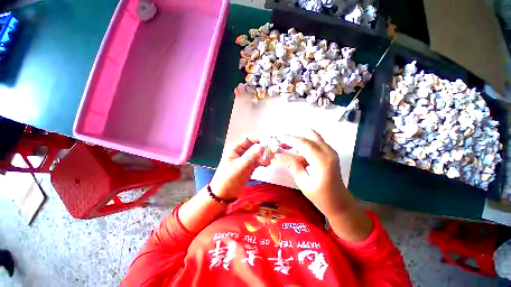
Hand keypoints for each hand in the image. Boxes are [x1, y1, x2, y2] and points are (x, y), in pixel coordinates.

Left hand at [209, 135, 269, 199]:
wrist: (224, 195)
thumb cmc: (228, 179)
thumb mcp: (239, 167)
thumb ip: (250, 157)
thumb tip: (261, 146)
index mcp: (235, 148)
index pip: (249, 138)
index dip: (260, 137)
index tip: (271, 139)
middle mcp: (241, 151)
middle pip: (255, 144)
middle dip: (265, 146)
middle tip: (276, 148)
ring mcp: (246, 158)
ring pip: (258, 152)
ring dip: (266, 154)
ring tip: (270, 160)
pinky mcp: (250, 165)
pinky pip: (259, 160)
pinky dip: (264, 161)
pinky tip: (266, 164)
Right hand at [275, 130, 356, 216]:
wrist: (340, 202)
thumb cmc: (321, 196)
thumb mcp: (303, 182)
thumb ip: (292, 166)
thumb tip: (278, 155)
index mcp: (322, 161)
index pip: (304, 143)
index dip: (290, 138)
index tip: (278, 135)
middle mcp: (329, 152)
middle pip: (310, 135)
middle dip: (295, 137)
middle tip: (283, 141)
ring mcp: (331, 151)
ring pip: (314, 137)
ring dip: (301, 139)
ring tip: (289, 146)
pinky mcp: (331, 153)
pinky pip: (316, 141)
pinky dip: (306, 142)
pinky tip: (299, 151)